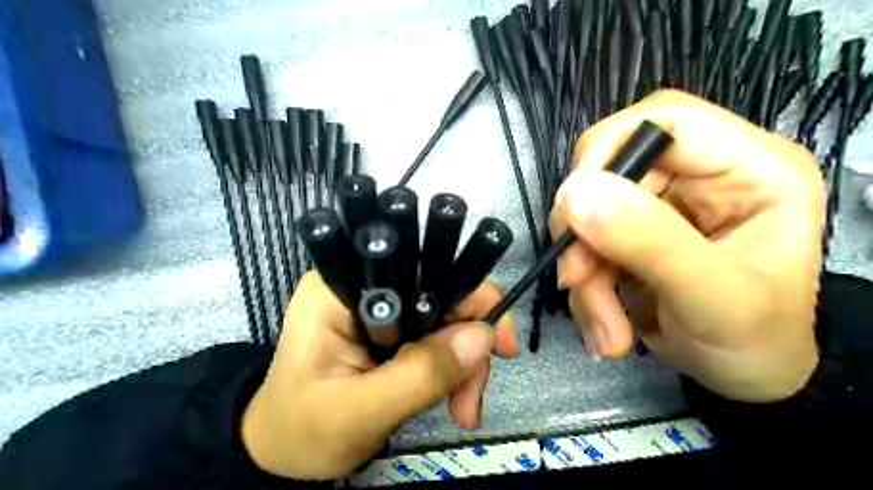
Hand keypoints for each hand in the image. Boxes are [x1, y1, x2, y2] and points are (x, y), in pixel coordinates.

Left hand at [237, 275, 516, 479]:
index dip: (468, 295)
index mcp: (343, 287)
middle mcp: (366, 285)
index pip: (419, 268)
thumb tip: (481, 338)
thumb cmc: (304, 431)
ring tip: (463, 412)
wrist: (284, 452)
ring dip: (465, 363)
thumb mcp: (360, 411)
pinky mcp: (393, 328)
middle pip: (442, 292)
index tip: (498, 342)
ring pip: (447, 317)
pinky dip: (454, 368)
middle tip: (472, 399)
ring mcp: (382, 306)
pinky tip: (454, 401)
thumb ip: (420, 374)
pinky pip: (439, 336)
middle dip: (468, 343)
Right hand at [551, 91, 826, 403]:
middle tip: (578, 280)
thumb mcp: (713, 297)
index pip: (663, 118)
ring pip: (587, 216)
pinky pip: (584, 247)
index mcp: (747, 166)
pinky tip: (605, 325)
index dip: (608, 151)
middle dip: (587, 234)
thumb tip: (575, 194)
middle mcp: (697, 176)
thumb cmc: (755, 342)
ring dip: (584, 273)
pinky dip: (584, 289)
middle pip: (609, 172)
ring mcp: (658, 207)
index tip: (576, 208)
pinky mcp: (629, 236)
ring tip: (606, 327)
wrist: (742, 379)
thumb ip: (650, 242)